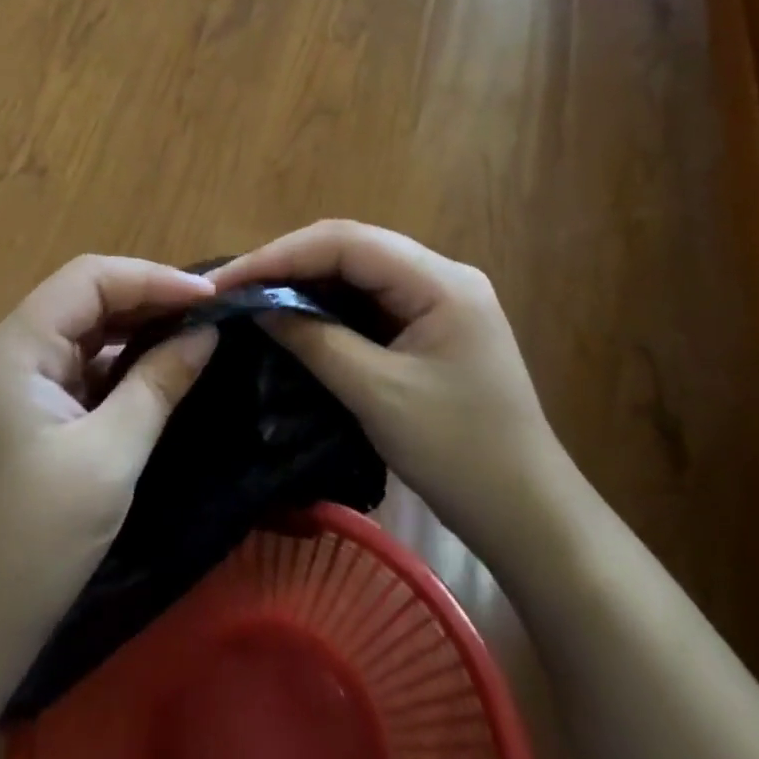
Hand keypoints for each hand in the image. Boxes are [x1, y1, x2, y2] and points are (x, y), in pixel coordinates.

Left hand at [0, 256, 218, 709]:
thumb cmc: (36, 541)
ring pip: (84, 331)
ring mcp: (17, 385)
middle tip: (213, 312)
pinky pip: (81, 368)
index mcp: (17, 348)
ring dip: (138, 328)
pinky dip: (121, 363)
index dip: (152, 277)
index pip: (88, 278)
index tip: (212, 297)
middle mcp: (11, 352)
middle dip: (149, 297)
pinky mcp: (28, 415)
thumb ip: (158, 384)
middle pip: (84, 297)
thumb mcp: (110, 457)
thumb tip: (206, 333)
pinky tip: (159, 369)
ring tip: (196, 332)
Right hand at [210, 221, 560, 553]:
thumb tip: (256, 306)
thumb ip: (314, 340)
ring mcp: (440, 298)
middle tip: (234, 286)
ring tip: (254, 296)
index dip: (281, 255)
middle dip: (289, 262)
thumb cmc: (459, 455)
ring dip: (306, 281)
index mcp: (440, 281)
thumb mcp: (377, 395)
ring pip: (358, 271)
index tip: (229, 279)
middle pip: (352, 247)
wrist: (529, 516)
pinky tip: (296, 315)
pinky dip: (329, 304)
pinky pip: (371, 299)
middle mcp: (442, 275)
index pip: (346, 243)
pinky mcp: (433, 324)